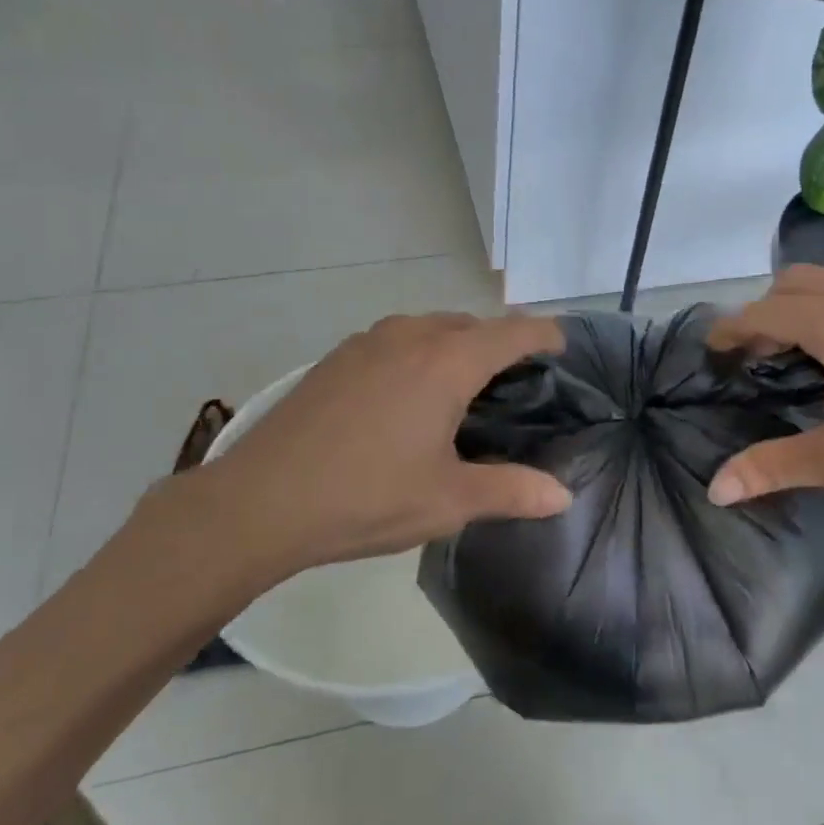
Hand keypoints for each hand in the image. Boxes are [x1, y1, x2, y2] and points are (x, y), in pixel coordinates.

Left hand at [140, 313, 572, 600]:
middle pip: (470, 324)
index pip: (512, 332)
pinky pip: (396, 340)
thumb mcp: (449, 500)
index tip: (562, 347)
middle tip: (515, 384)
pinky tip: (407, 396)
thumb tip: (563, 497)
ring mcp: (367, 342)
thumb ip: (512, 491)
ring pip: (429, 328)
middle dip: (499, 343)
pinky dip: (418, 353)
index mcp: (446, 362)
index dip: (544, 335)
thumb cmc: (366, 497)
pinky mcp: (336, 358)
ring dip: (455, 345)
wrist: (261, 500)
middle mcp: (409, 336)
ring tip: (463, 388)